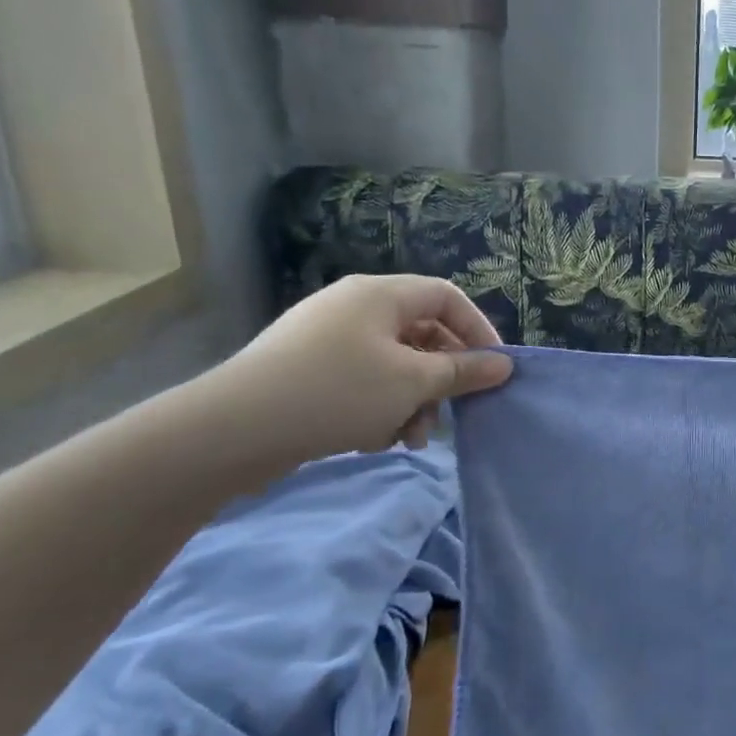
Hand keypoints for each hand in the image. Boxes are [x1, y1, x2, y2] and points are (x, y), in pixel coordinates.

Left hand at [201, 275, 511, 469]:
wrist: (231, 430)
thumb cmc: (337, 393)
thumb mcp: (413, 383)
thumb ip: (464, 372)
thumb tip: (504, 364)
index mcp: (380, 295)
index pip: (448, 297)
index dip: (478, 330)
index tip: (494, 369)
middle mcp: (354, 308)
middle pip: (422, 334)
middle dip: (441, 379)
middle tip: (451, 413)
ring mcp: (325, 339)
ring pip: (393, 364)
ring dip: (412, 401)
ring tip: (409, 440)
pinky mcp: (306, 370)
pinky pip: (362, 381)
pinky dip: (379, 407)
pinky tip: (373, 439)